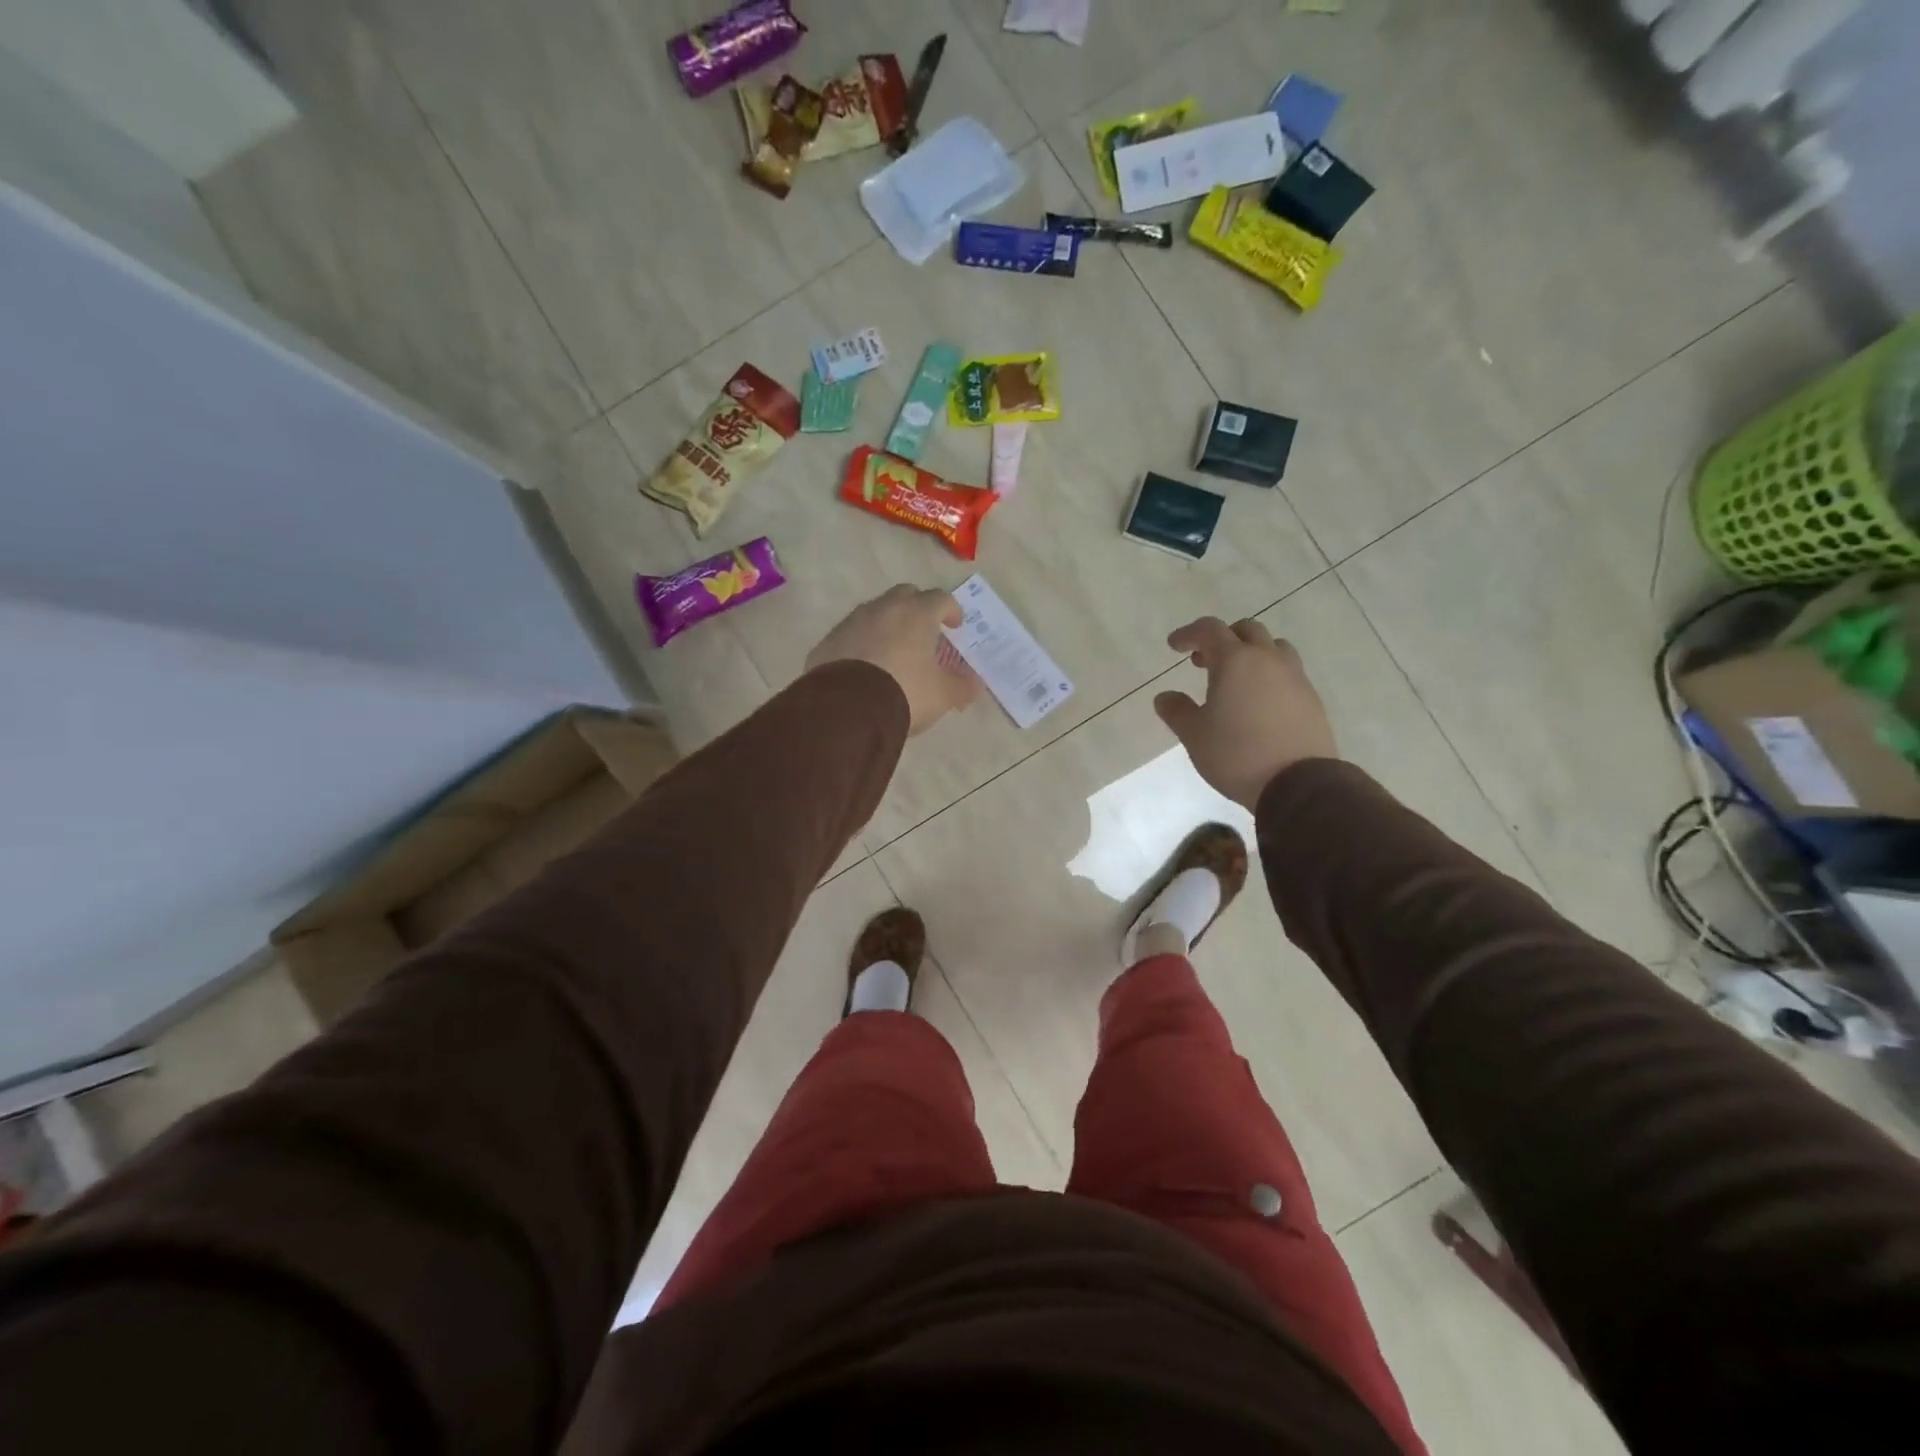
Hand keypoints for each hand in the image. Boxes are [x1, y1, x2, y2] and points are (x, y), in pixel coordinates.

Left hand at [807, 585, 980, 735]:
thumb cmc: (905, 692)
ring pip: (875, 612)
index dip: (951, 610)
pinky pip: (852, 634)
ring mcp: (852, 621)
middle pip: (905, 595)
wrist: (847, 708)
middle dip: (918, 608)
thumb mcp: (942, 695)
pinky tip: (865, 665)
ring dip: (888, 624)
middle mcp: (884, 608)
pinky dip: (862, 642)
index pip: (940, 599)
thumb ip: (961, 686)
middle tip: (924, 630)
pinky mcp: (829, 640)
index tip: (956, 625)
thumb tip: (974, 683)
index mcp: (917, 614)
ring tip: (894, 649)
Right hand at [1154, 617, 1336, 808]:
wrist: (1298, 784)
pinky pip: (1288, 672)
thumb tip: (1165, 696)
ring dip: (1251, 653)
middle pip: (1246, 630)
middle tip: (1204, 661)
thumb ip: (1177, 711)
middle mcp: (1268, 660)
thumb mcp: (1194, 735)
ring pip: (1273, 647)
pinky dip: (1269, 674)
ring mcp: (1295, 677)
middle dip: (1222, 639)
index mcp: (1236, 661)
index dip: (1189, 633)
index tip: (1175, 646)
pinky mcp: (1311, 698)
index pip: (1210, 630)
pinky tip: (1259, 701)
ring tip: (1236, 678)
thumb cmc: (1236, 754)